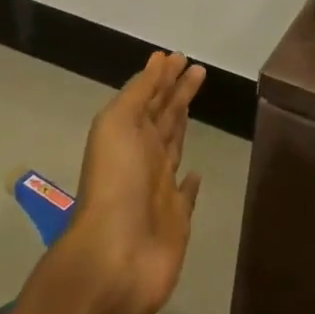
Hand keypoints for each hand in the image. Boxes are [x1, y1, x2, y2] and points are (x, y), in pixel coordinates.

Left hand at [17, 52, 205, 313]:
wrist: (117, 256)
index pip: (147, 97)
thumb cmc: (116, 183)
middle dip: (176, 92)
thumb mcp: (117, 124)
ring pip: (173, 146)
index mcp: (125, 134)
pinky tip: (198, 173)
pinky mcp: (176, 218)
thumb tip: (157, 65)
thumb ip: (138, 94)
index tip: (176, 56)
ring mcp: (159, 188)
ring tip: (195, 103)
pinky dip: (191, 181)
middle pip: (162, 117)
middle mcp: (142, 156)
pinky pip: (185, 193)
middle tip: (197, 69)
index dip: (160, 76)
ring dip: (182, 123)